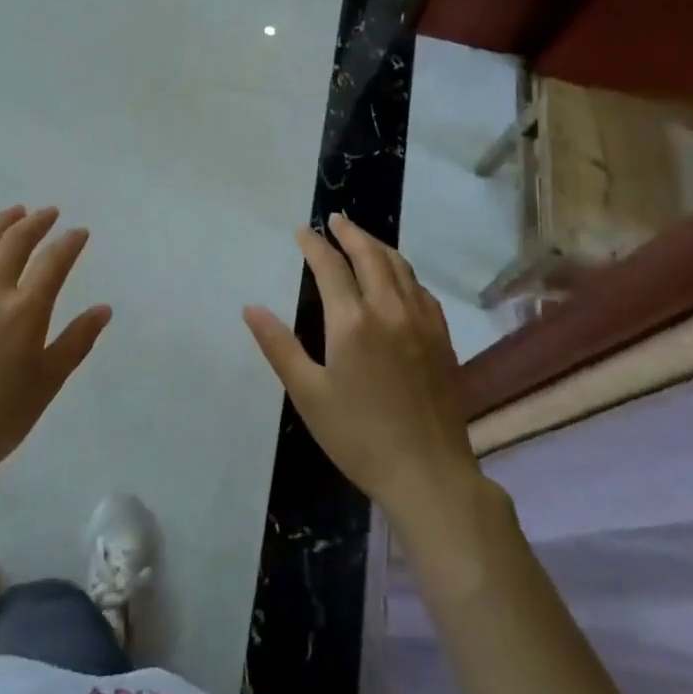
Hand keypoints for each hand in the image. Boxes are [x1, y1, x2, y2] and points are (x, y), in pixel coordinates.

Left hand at [0, 206, 112, 473]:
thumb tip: (103, 309)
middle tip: (49, 213)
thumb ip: (76, 341)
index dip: (69, 242)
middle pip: (15, 242)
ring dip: (0, 223)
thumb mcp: (47, 383)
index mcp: (25, 311)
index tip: (79, 232)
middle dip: (36, 222)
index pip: (54, 262)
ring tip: (14, 213)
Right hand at [243, 213, 489, 525]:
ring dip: (379, 246)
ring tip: (363, 238)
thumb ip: (279, 346)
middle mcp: (389, 310)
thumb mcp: (308, 394)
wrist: (429, 473)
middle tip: (336, 220)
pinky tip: (399, 278)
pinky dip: (404, 272)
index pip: (330, 266)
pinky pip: (421, 289)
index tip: (302, 231)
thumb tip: (251, 308)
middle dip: (350, 233)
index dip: (314, 244)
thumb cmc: (358, 436)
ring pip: (400, 267)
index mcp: (352, 321)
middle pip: (371, 255)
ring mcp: (421, 322)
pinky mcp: (441, 338)